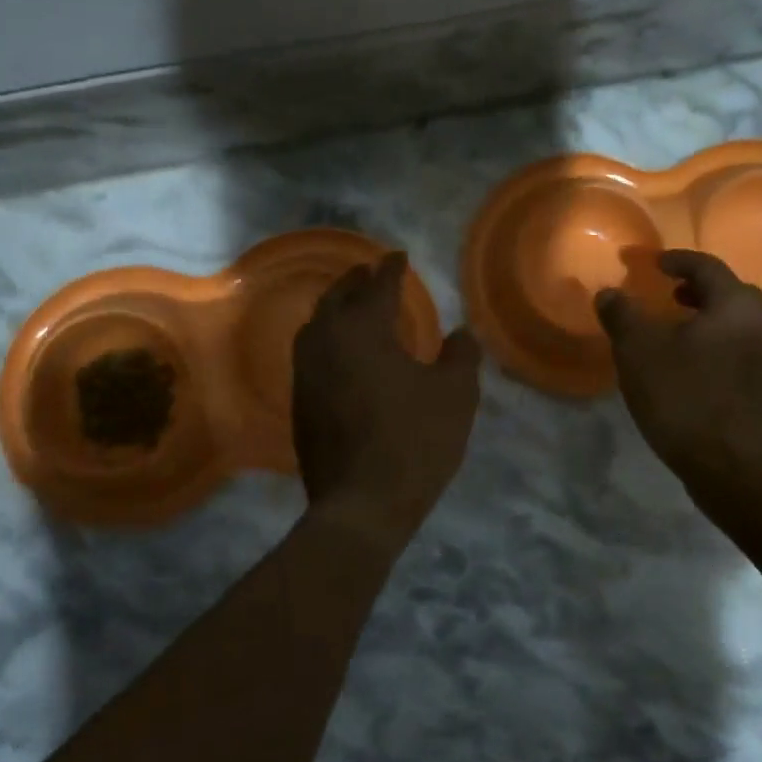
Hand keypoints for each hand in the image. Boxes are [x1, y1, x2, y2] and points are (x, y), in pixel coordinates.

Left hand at [293, 252, 481, 537]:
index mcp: (364, 330)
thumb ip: (460, 356)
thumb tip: (461, 332)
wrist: (361, 504)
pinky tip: (342, 354)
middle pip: (337, 297)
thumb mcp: (455, 395)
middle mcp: (326, 341)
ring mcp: (306, 373)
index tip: (399, 256)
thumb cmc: (414, 442)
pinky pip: (311, 354)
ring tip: (353, 306)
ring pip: (316, 325)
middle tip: (371, 273)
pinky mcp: (299, 402)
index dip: (391, 269)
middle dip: (355, 281)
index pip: (378, 286)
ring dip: (335, 308)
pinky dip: (327, 339)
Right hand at [595, 249, 761, 490]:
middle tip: (671, 295)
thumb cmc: (682, 394)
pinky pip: (741, 351)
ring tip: (679, 331)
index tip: (655, 264)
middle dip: (700, 289)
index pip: (708, 268)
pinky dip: (718, 345)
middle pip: (732, 294)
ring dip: (710, 319)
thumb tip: (609, 293)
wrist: (728, 463)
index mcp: (735, 305)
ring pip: (739, 324)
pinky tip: (693, 365)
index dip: (678, 261)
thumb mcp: (637, 350)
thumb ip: (622, 314)